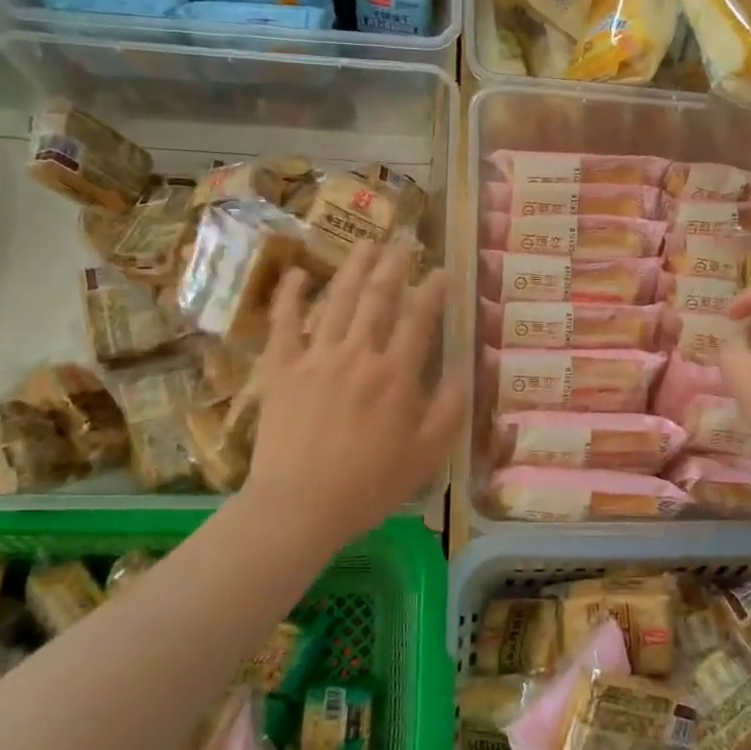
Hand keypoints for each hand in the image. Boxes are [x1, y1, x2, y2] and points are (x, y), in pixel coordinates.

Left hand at [241, 241, 464, 543]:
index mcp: (396, 375)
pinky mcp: (281, 369)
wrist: (300, 506)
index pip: (419, 319)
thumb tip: (470, 367)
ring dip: (354, 268)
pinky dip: (289, 296)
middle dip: (394, 266)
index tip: (442, 271)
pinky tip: (296, 274)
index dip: (433, 291)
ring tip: (367, 244)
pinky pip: (282, 323)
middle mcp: (358, 354)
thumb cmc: (370, 485)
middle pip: (378, 298)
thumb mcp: (427, 454)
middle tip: (404, 243)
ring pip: (336, 300)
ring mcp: (315, 357)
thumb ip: (451, 408)